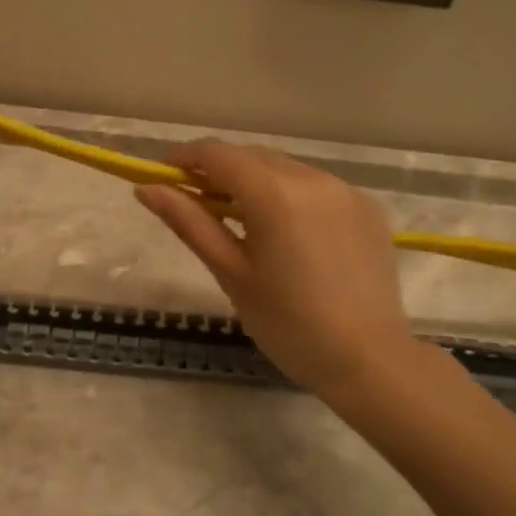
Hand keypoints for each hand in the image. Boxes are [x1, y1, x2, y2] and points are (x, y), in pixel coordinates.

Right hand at [136, 141, 416, 401]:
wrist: (369, 361)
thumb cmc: (288, 324)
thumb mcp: (231, 273)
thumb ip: (189, 222)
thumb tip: (147, 189)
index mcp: (275, 193)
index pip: (218, 154)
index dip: (185, 158)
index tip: (164, 176)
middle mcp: (313, 177)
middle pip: (252, 157)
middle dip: (219, 172)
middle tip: (197, 205)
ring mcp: (346, 190)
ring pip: (285, 169)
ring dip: (256, 182)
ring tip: (242, 222)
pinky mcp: (367, 208)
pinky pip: (317, 187)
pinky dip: (292, 196)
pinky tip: (288, 234)